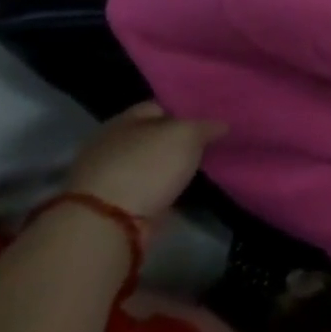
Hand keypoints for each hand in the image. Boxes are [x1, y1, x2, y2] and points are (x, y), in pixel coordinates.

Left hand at [63, 102, 225, 220]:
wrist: (108, 226)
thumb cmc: (146, 166)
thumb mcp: (187, 134)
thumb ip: (207, 125)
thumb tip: (222, 125)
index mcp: (124, 120)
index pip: (161, 106)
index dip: (187, 110)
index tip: (212, 118)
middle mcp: (112, 145)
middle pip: (155, 136)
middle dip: (180, 139)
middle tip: (211, 143)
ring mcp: (110, 177)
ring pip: (152, 163)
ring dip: (171, 166)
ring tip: (202, 166)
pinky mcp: (113, 206)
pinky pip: (148, 188)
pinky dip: (163, 188)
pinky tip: (184, 188)